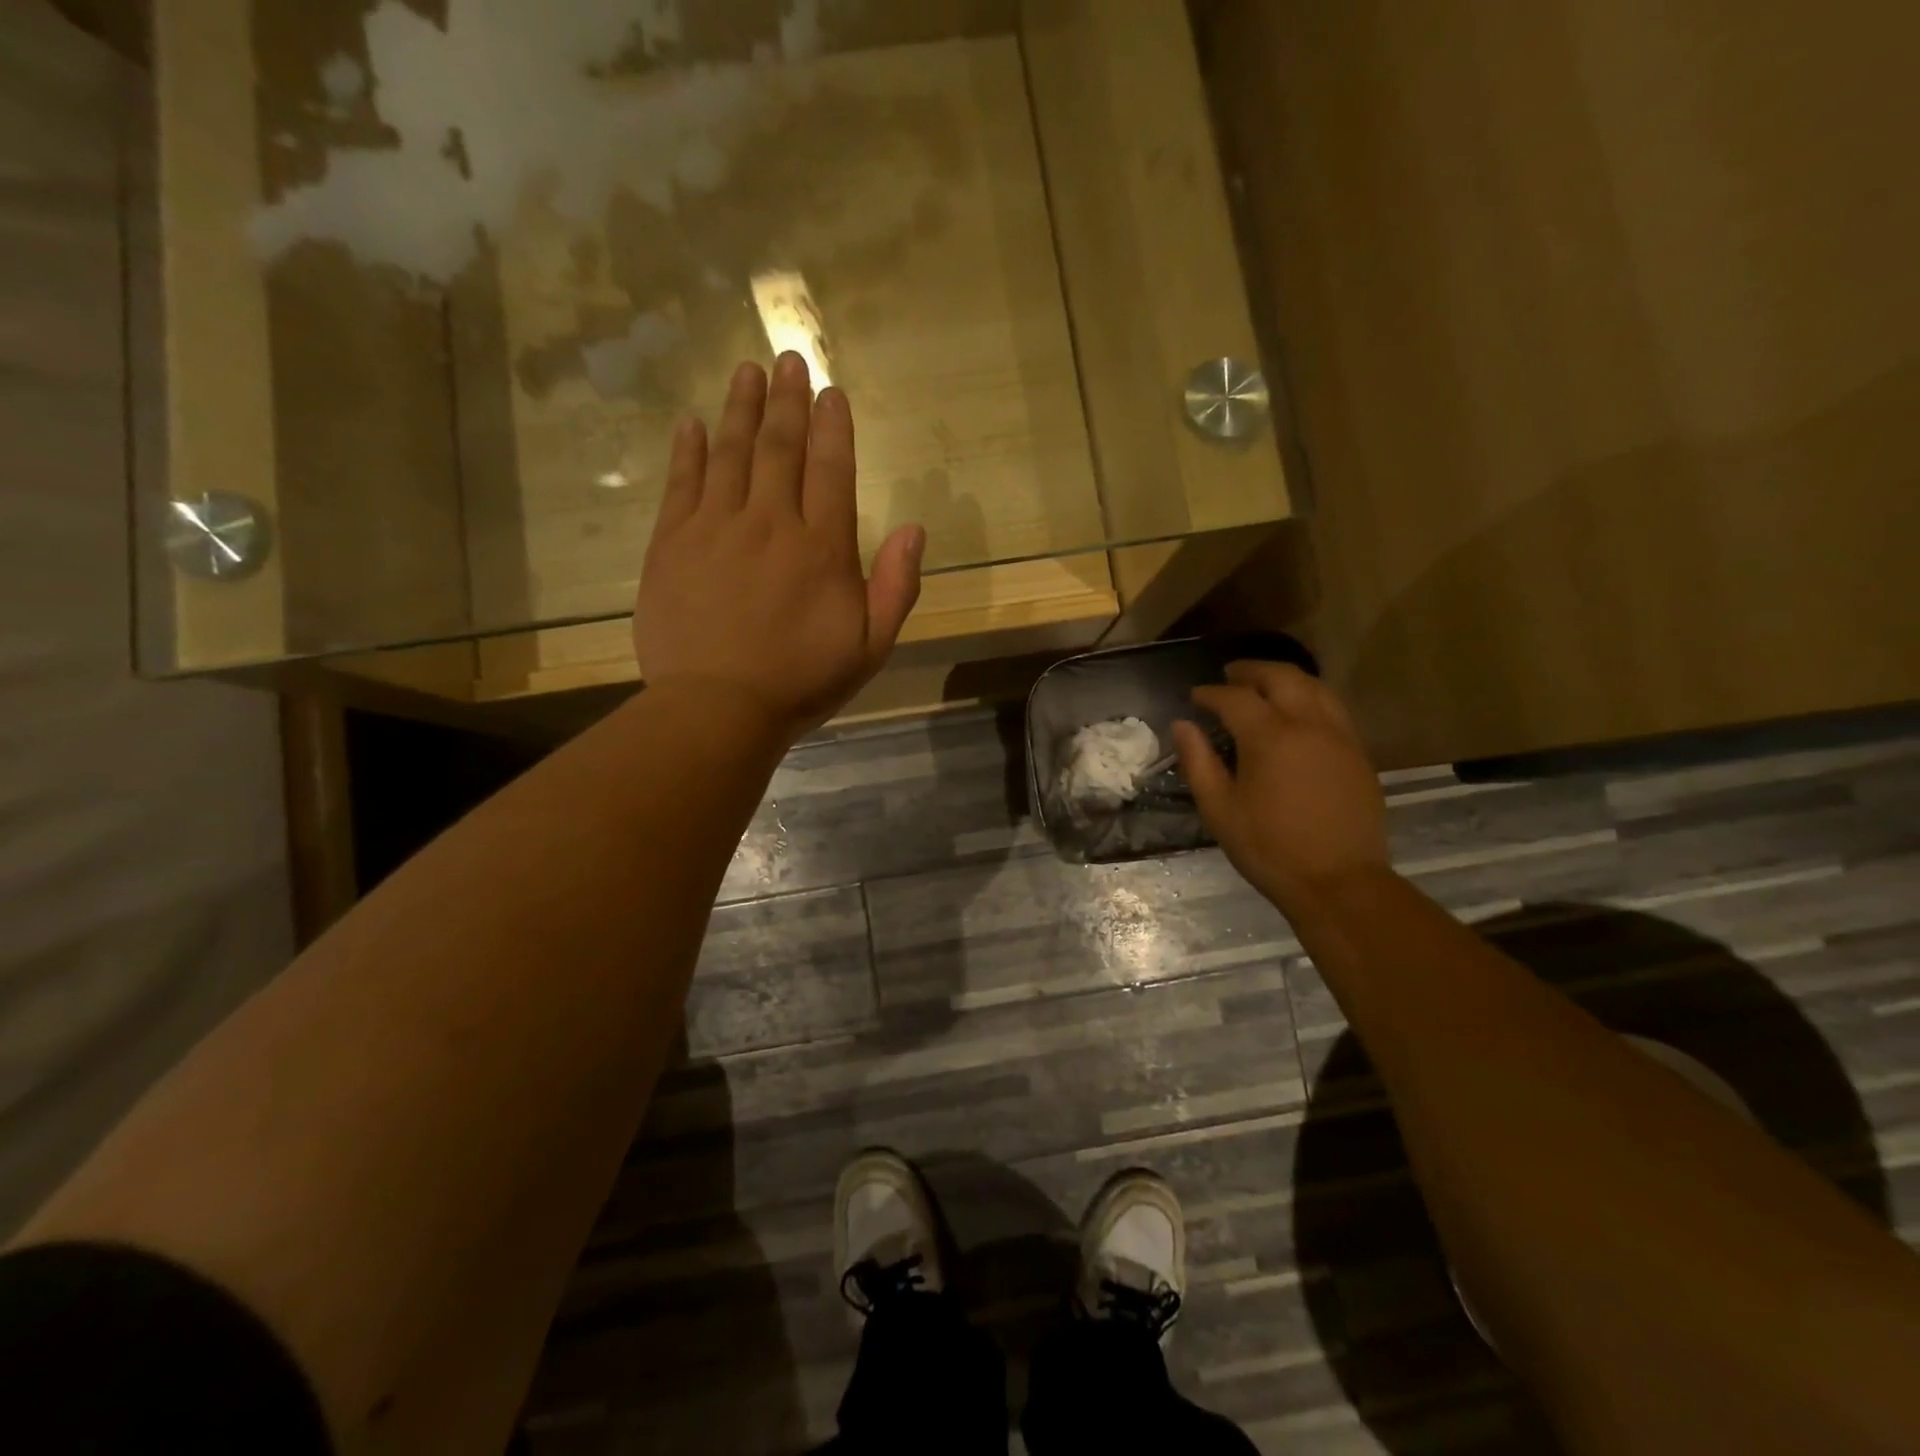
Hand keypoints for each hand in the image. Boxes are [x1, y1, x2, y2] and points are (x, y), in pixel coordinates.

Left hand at [635, 355, 924, 741]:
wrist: (717, 708)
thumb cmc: (800, 681)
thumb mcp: (870, 647)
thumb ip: (896, 587)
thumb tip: (915, 528)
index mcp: (821, 548)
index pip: (831, 470)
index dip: (832, 428)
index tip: (831, 392)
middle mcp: (770, 523)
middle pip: (780, 449)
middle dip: (787, 401)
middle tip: (789, 360)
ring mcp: (715, 528)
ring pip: (731, 454)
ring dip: (740, 409)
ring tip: (747, 372)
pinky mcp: (671, 543)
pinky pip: (682, 484)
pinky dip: (688, 450)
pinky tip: (692, 424)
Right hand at [1175, 662, 1390, 914]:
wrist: (1339, 882)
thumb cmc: (1269, 848)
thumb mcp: (1219, 810)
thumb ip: (1198, 762)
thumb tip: (1182, 725)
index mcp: (1270, 737)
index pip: (1235, 698)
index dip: (1210, 693)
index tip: (1194, 696)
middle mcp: (1309, 724)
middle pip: (1281, 676)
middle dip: (1251, 671)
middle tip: (1229, 675)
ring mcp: (1340, 736)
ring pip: (1314, 686)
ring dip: (1285, 678)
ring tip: (1263, 686)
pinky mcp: (1358, 752)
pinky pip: (1333, 707)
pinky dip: (1309, 696)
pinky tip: (1297, 712)